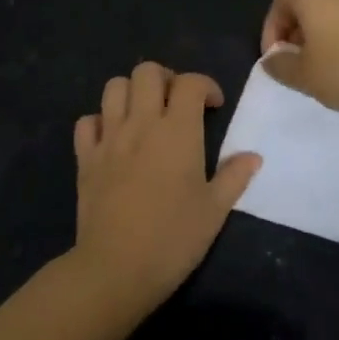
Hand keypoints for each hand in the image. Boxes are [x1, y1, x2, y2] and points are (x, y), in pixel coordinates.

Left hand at [70, 62, 261, 316]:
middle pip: (147, 71)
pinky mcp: (85, 157)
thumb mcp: (215, 211)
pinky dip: (99, 122)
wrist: (116, 268)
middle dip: (165, 78)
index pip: (190, 83)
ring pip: (114, 87)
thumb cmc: (173, 238)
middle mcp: (141, 123)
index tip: (214, 106)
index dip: (205, 85)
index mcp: (177, 131)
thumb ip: (234, 177)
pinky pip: (87, 122)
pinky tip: (112, 139)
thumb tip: (253, 156)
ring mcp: (109, 138)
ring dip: (131, 92)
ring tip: (144, 114)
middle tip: (176, 103)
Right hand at [259, 0, 338, 119]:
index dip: (272, 27)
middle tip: (301, 50)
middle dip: (300, 20)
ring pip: (338, 3)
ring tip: (327, 58)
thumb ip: (280, 66)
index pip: (281, 0)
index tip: (276, 57)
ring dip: (326, 24)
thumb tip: (272, 58)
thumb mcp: (304, 77)